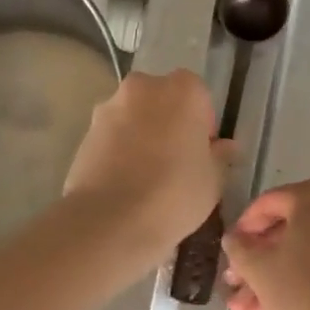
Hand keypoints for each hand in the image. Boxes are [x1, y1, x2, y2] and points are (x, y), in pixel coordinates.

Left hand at [63, 70, 233, 258]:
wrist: (109, 222)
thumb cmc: (174, 193)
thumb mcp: (213, 179)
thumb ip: (221, 156)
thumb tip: (225, 147)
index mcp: (183, 89)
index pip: (199, 95)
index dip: (202, 123)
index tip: (201, 152)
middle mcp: (144, 87)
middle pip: (162, 100)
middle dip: (169, 122)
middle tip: (176, 161)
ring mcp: (109, 108)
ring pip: (134, 117)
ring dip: (141, 135)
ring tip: (146, 176)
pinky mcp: (84, 133)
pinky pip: (111, 137)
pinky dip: (119, 151)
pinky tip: (124, 183)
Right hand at [221, 178, 309, 309]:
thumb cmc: (306, 285)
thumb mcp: (261, 269)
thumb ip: (240, 249)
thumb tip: (233, 238)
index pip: (267, 204)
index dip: (242, 230)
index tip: (228, 255)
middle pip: (286, 230)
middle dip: (256, 264)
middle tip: (234, 288)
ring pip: (303, 252)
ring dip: (272, 279)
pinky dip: (298, 281)